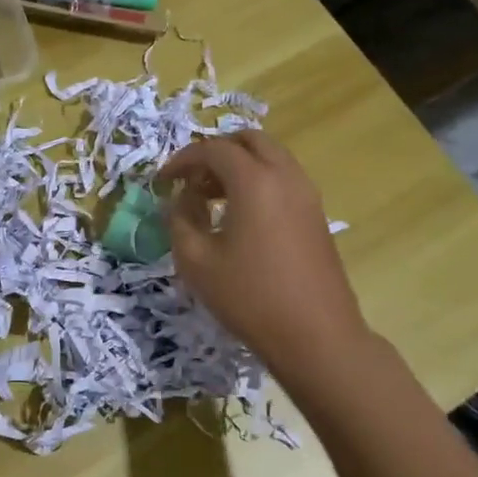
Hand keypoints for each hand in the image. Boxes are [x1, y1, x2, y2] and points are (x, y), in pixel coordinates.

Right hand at [158, 131, 367, 378]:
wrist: (316, 336)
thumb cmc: (249, 297)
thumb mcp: (196, 261)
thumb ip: (179, 220)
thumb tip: (180, 200)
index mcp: (254, 181)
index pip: (212, 149)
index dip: (181, 160)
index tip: (161, 181)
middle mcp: (285, 176)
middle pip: (248, 140)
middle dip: (215, 152)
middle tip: (191, 180)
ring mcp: (307, 194)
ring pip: (270, 157)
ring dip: (238, 166)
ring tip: (211, 199)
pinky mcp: (316, 215)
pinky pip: (283, 179)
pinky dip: (258, 182)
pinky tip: (239, 217)